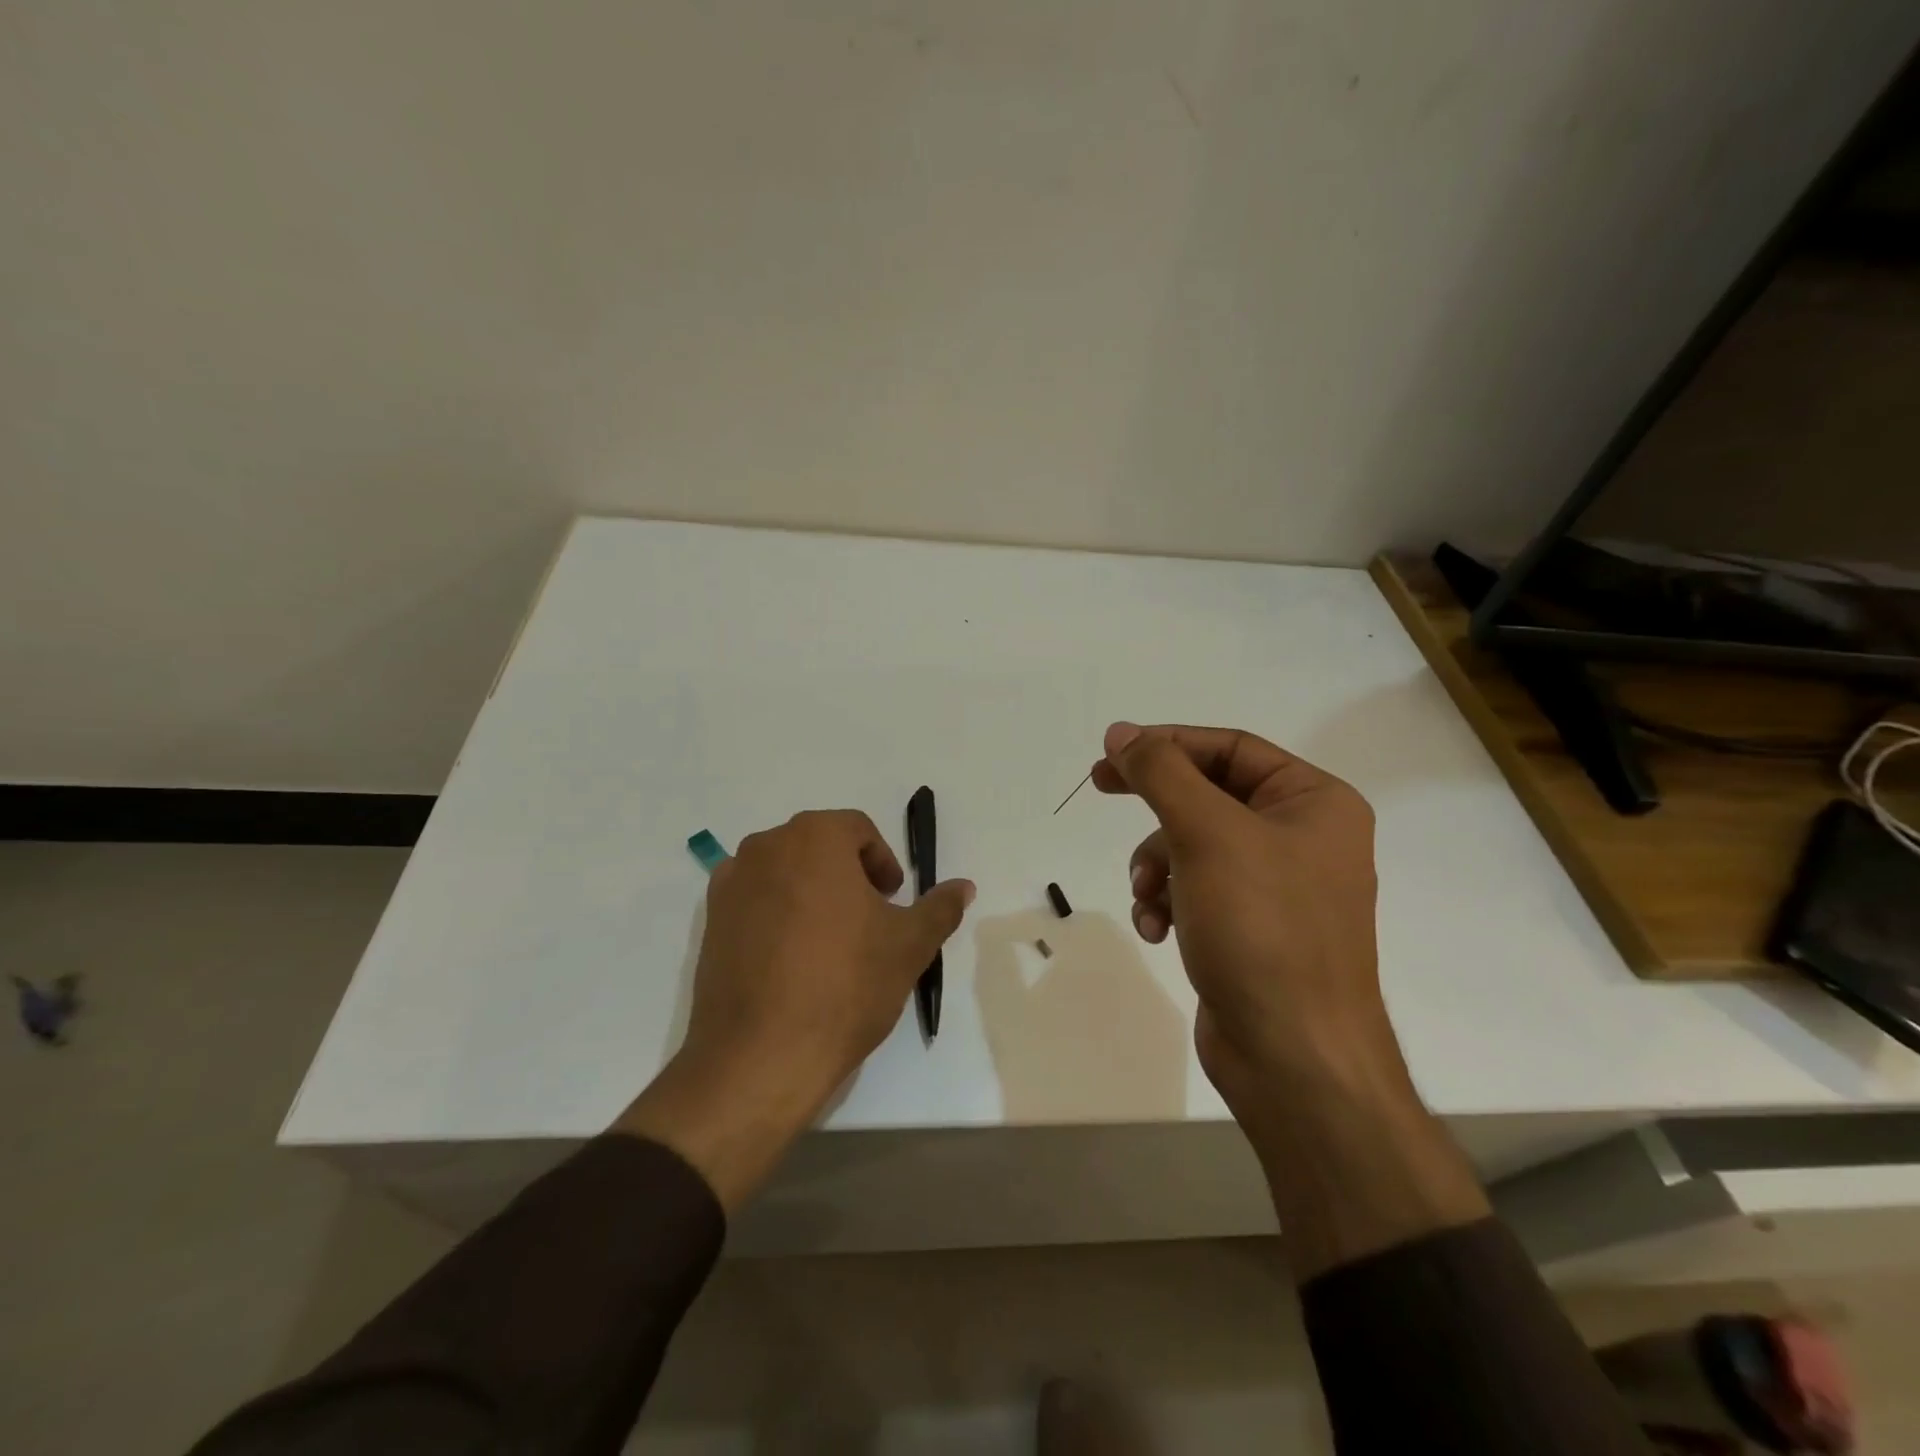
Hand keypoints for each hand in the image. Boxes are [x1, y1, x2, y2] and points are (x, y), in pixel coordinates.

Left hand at [616, 810, 973, 1208]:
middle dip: (848, 874)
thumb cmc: (845, 985)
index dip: (882, 862)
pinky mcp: (710, 922)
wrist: (760, 1056)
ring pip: (785, 872)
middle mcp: (765, 846)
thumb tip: (964, 886)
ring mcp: (731, 884)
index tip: (892, 901)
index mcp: (814, 838)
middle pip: (818, 845)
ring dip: (812, 892)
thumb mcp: (909, 945)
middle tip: (868, 920)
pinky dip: (777, 915)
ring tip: (831, 942)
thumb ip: (940, 907)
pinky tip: (791, 961)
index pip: (858, 830)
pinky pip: (755, 901)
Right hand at [1095, 722, 1486, 1275]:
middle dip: (1157, 807)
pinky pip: (1195, 890)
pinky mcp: (1251, 928)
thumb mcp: (1207, 834)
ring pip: (1193, 845)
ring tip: (1149, 897)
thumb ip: (1161, 773)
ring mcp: (1277, 886)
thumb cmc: (1262, 928)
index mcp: (1315, 802)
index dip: (1167, 743)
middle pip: (1209, 794)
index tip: (1110, 753)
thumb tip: (1121, 731)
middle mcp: (1302, 837)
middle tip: (1099, 786)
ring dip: (1157, 865)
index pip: (1230, 747)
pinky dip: (1168, 902)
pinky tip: (1157, 930)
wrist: (1294, 1057)